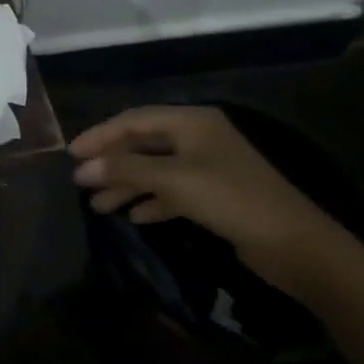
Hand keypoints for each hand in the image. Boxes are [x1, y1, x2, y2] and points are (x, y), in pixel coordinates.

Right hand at [70, 106, 363, 301]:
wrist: (292, 243)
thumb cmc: (230, 199)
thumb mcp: (173, 180)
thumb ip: (125, 169)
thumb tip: (82, 168)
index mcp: (191, 122)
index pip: (134, 120)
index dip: (100, 135)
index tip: (71, 154)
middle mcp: (198, 138)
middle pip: (144, 144)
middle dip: (112, 163)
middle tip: (80, 182)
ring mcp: (208, 167)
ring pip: (156, 170)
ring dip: (127, 185)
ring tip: (98, 206)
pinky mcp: (215, 196)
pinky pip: (172, 191)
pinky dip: (151, 201)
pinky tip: (133, 216)